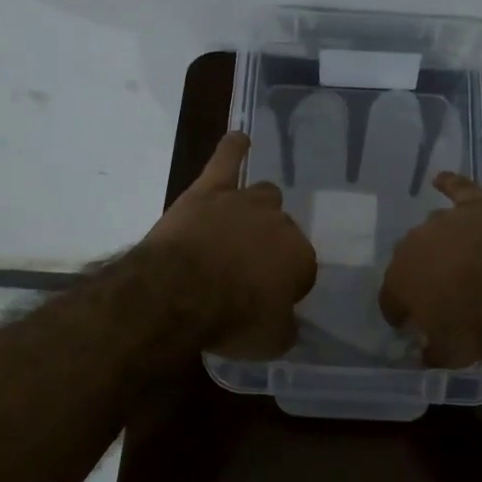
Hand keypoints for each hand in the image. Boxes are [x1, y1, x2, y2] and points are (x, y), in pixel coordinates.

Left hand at [145, 131, 317, 357]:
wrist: (179, 292)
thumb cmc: (231, 319)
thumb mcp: (270, 342)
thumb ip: (286, 328)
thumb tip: (288, 323)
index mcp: (300, 257)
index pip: (302, 270)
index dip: (285, 287)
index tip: (267, 302)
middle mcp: (279, 223)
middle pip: (283, 230)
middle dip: (271, 248)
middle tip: (247, 272)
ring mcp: (244, 202)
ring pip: (264, 195)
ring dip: (257, 210)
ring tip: (244, 224)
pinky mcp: (209, 190)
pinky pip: (226, 160)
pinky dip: (233, 149)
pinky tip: (239, 140)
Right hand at [379, 173, 481, 366]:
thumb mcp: (452, 354)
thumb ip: (431, 352)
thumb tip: (424, 353)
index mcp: (400, 281)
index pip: (390, 299)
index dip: (399, 313)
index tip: (409, 324)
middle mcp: (413, 245)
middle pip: (409, 261)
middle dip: (420, 276)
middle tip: (440, 293)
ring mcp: (445, 220)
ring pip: (432, 230)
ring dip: (439, 244)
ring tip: (456, 259)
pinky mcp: (476, 204)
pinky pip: (456, 189)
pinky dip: (449, 184)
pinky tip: (442, 179)